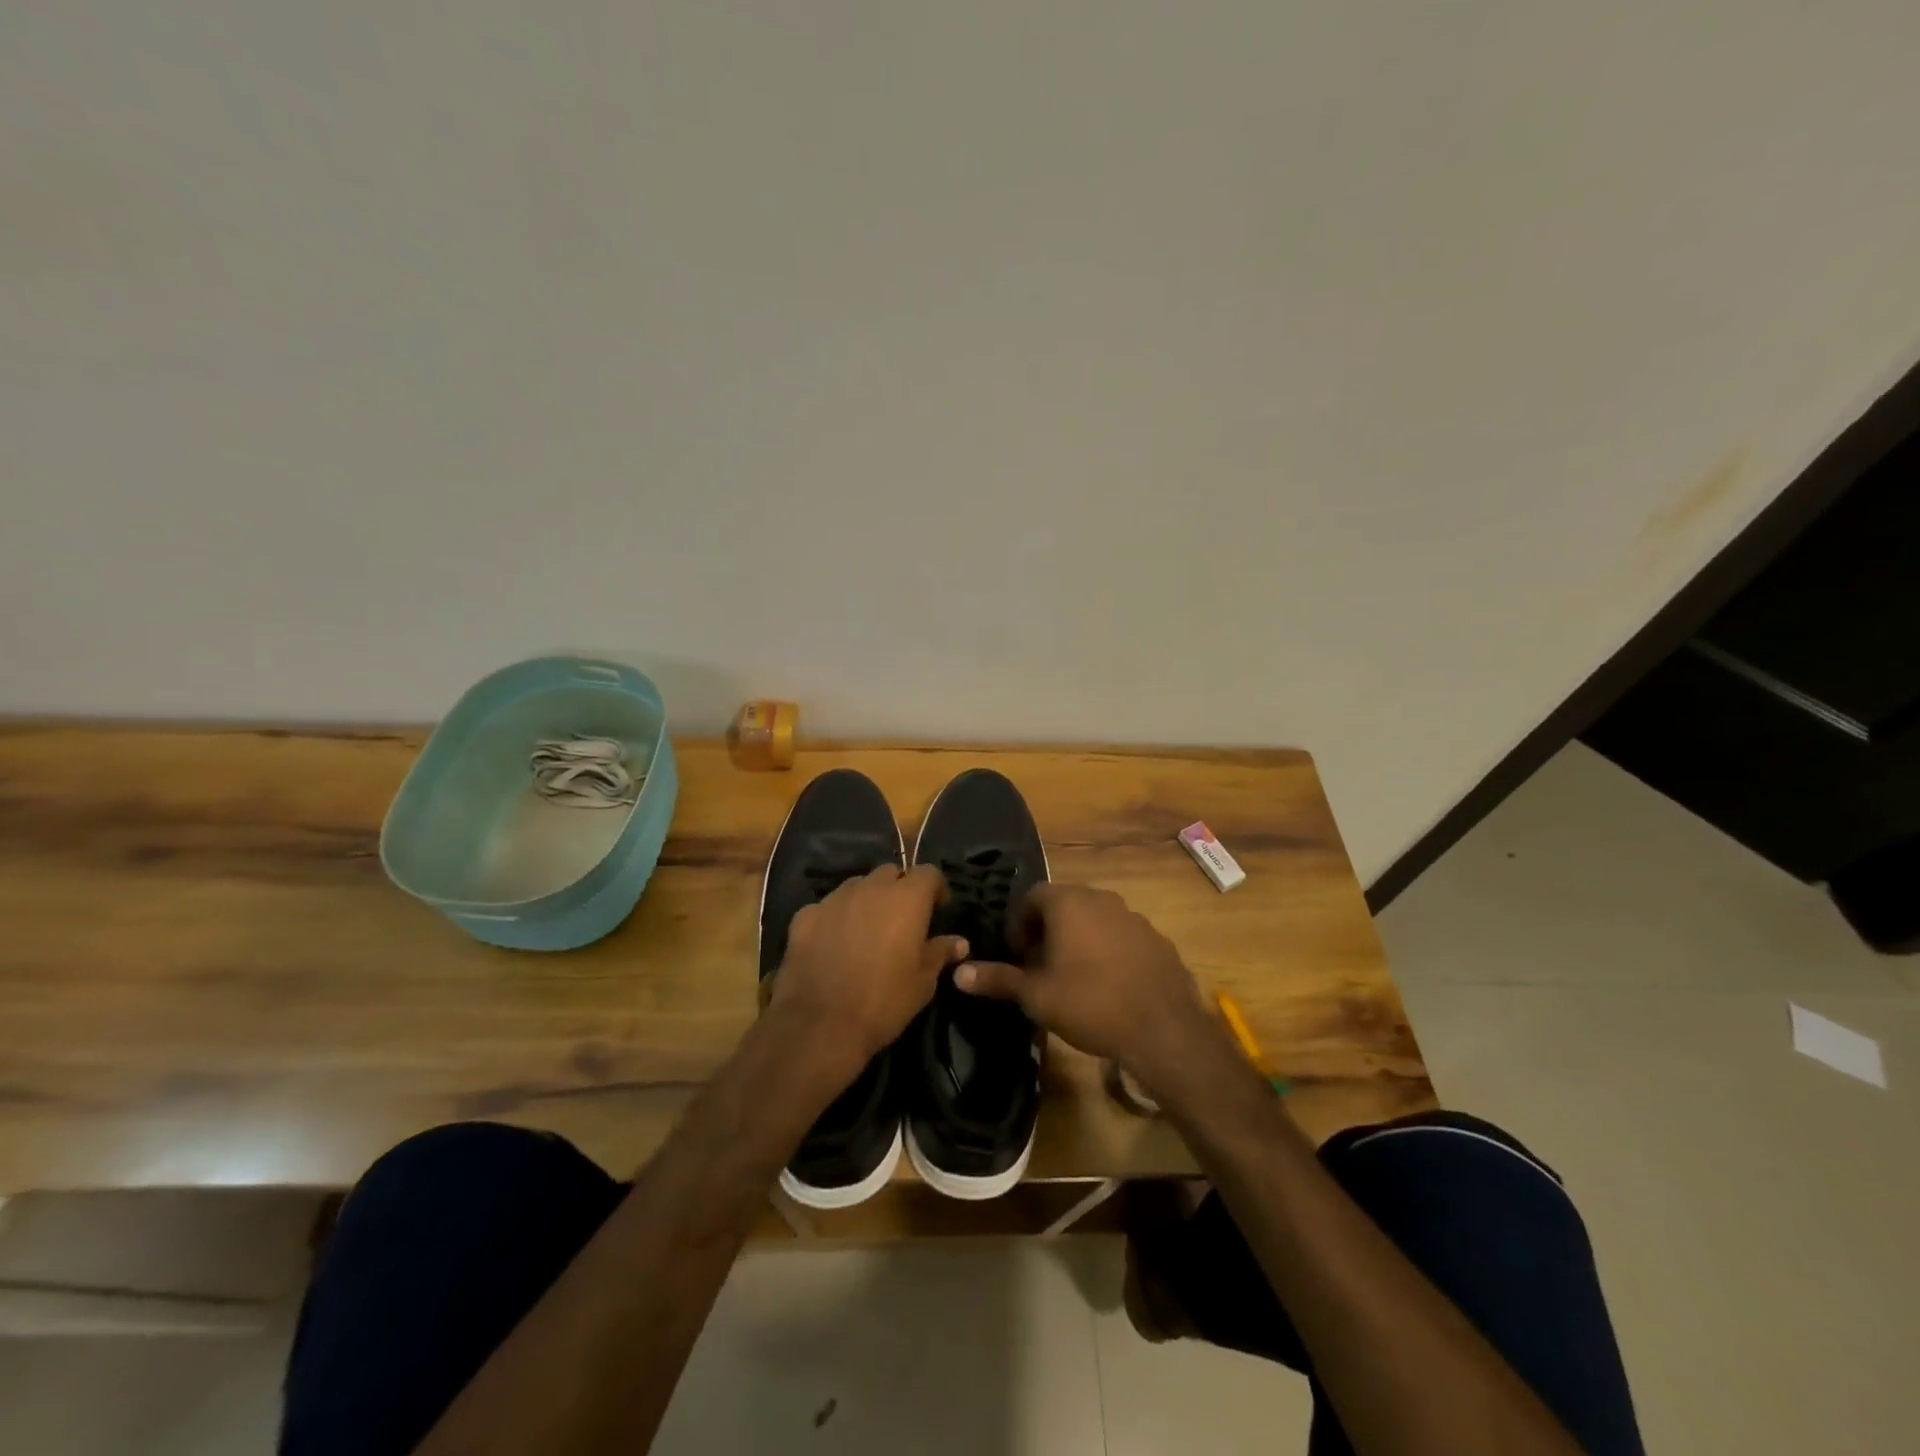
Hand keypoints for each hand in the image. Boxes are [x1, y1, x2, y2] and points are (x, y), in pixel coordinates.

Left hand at [767, 864, 967, 1083]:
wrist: (820, 1025)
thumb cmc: (884, 1002)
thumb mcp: (923, 982)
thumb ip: (940, 953)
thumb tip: (959, 942)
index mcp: (906, 898)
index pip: (928, 872)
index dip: (936, 888)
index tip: (937, 909)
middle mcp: (870, 888)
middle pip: (890, 873)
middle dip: (899, 889)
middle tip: (902, 920)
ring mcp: (833, 899)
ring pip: (857, 886)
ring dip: (866, 900)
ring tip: (866, 930)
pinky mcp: (804, 916)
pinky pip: (826, 908)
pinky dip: (834, 919)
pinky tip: (832, 945)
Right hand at [953, 884, 1217, 1085]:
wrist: (1163, 1029)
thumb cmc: (1090, 1004)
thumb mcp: (1036, 996)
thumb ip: (998, 979)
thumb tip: (957, 973)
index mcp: (1069, 903)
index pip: (1032, 896)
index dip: (1018, 923)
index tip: (1017, 955)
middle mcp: (1101, 898)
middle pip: (1064, 904)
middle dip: (1047, 930)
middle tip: (1040, 966)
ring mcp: (1133, 917)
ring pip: (1094, 919)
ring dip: (1079, 938)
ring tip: (1073, 977)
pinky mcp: (1156, 938)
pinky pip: (1121, 935)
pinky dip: (1108, 950)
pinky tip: (1109, 984)